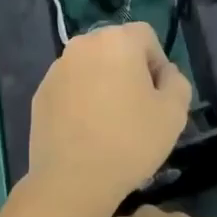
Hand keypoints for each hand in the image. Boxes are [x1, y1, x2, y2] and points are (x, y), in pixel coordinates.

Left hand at [28, 23, 192, 215]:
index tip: (158, 96)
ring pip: (91, 69)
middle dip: (129, 72)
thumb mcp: (174, 113)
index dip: (158, 63)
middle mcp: (82, 45)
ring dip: (104, 85)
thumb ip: (177, 82)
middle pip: (115, 49)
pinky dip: (81, 101)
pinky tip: (87, 132)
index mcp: (116, 41)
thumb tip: (164, 73)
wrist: (72, 180)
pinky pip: (70, 89)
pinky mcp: (40, 94)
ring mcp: (56, 70)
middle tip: (138, 109)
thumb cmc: (130, 142)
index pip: (146, 36)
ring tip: (110, 123)